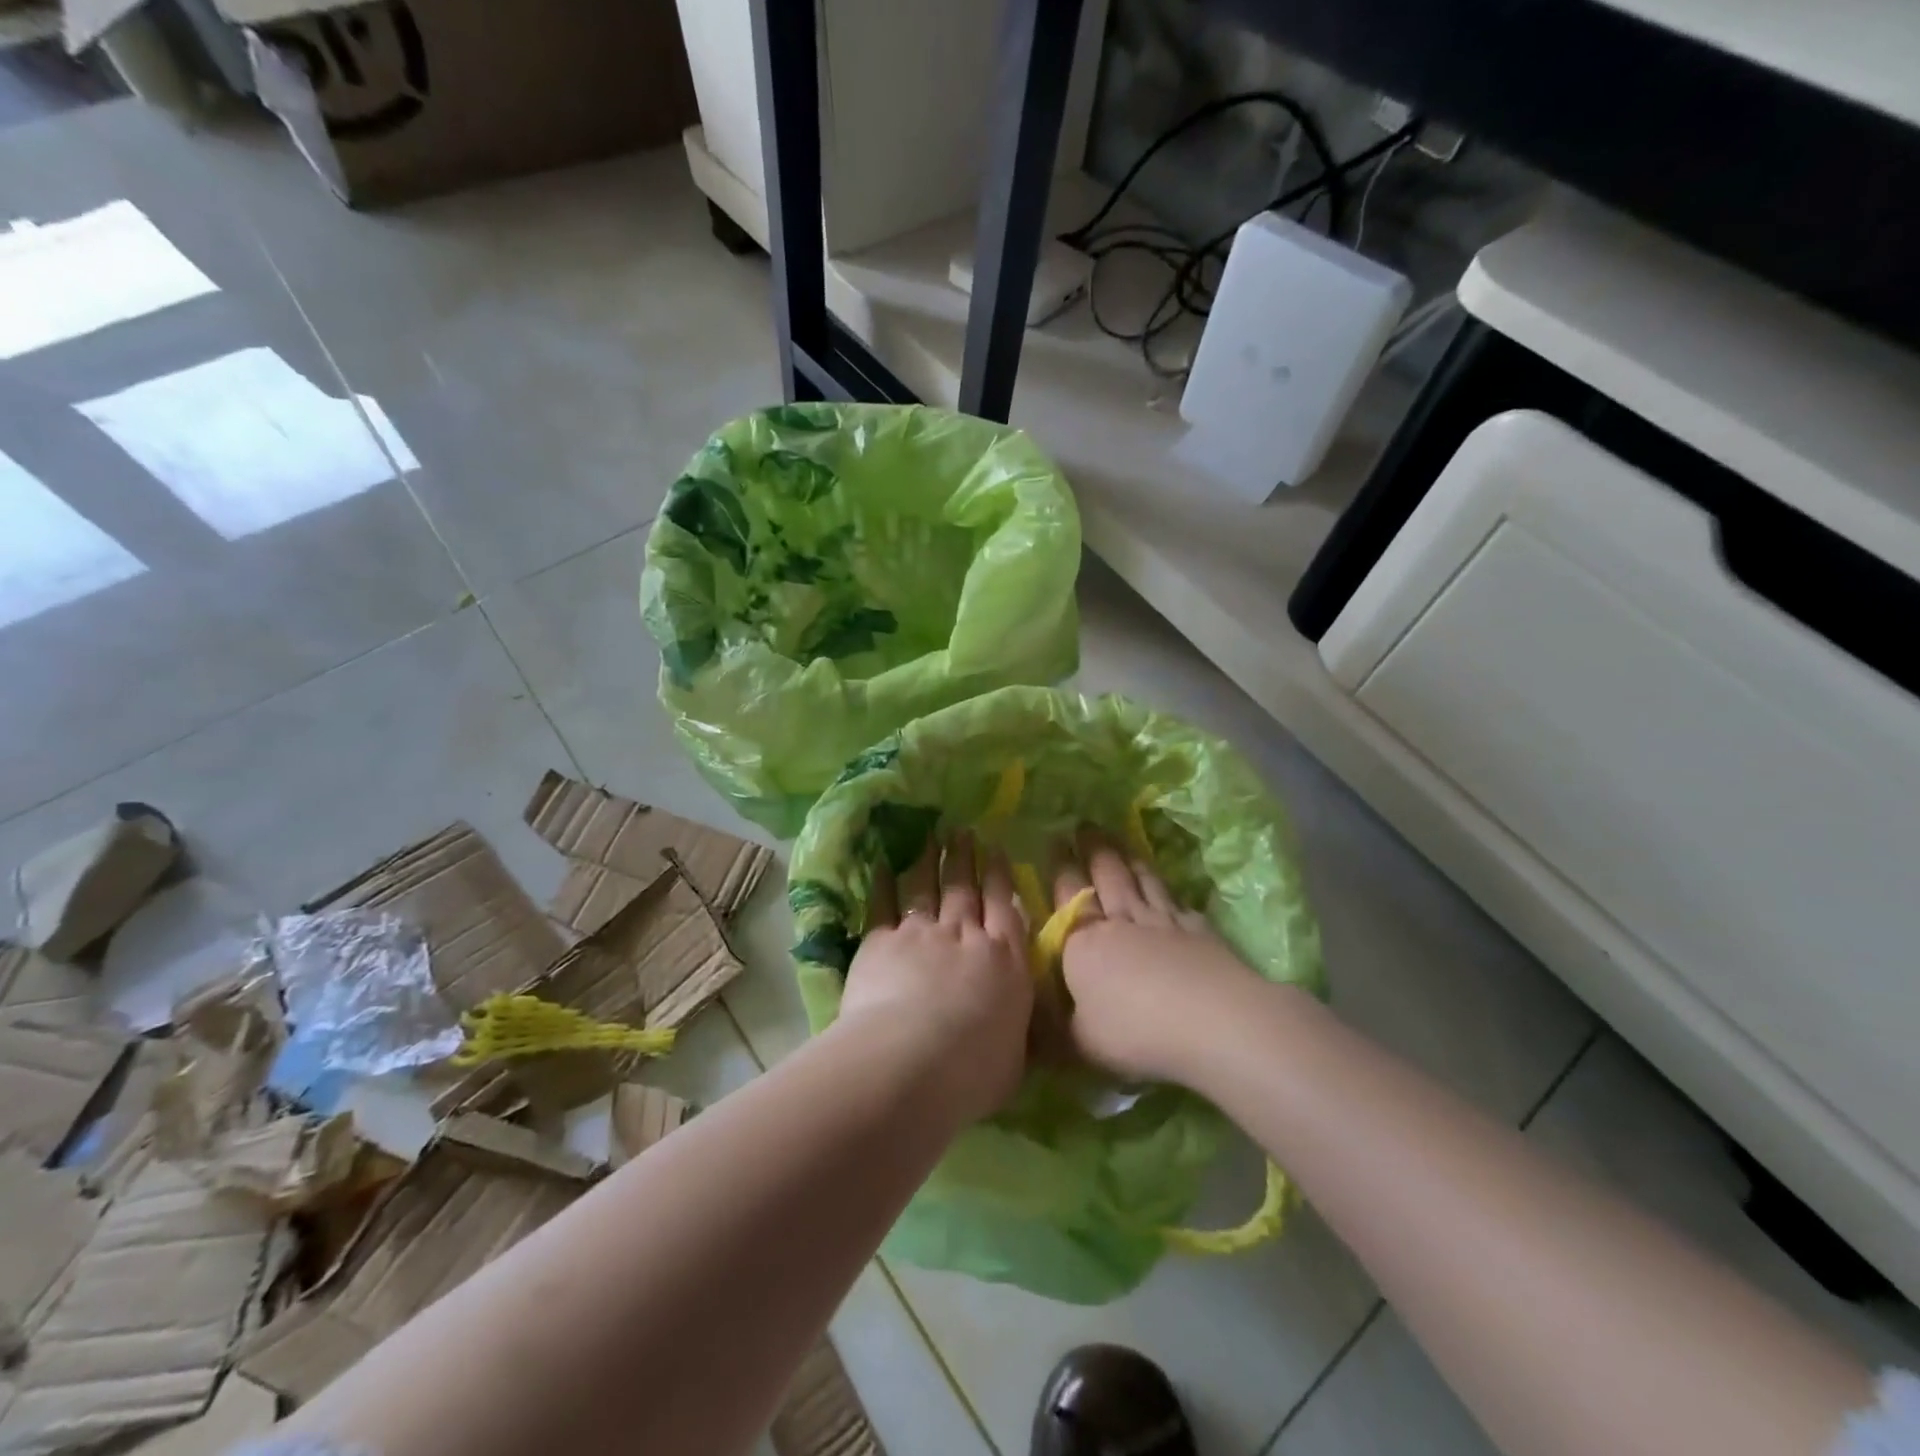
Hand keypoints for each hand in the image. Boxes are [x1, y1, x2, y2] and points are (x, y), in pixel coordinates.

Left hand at [839, 832, 1033, 1121]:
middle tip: (962, 831)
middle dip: (966, 858)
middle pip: (966, 889)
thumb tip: (1012, 1024)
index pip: (1006, 908)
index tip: (996, 849)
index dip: (1000, 876)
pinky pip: (884, 905)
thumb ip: (1012, 1028)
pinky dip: (884, 883)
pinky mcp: (882, 941)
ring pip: (928, 888)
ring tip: (931, 836)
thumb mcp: (1014, 1055)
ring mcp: (923, 934)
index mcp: (1006, 961)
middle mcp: (967, 937)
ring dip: (930, 860)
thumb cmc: (975, 1071)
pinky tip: (884, 864)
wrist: (916, 1060)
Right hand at [1053, 827, 1259, 1084]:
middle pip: (1104, 875)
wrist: (1211, 1020)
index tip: (1054, 840)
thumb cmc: (1134, 1031)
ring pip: (1139, 879)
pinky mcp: (1196, 929)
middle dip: (1091, 848)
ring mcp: (1161, 921)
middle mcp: (1119, 921)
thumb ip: (1053, 1032)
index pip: (1065, 895)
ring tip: (1118, 839)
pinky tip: (1164, 884)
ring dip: (1126, 856)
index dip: (1059, 867)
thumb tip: (1028, 1029)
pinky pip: (1174, 898)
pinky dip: (1164, 885)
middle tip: (1083, 824)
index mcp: (1083, 942)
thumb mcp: (1080, 1043)